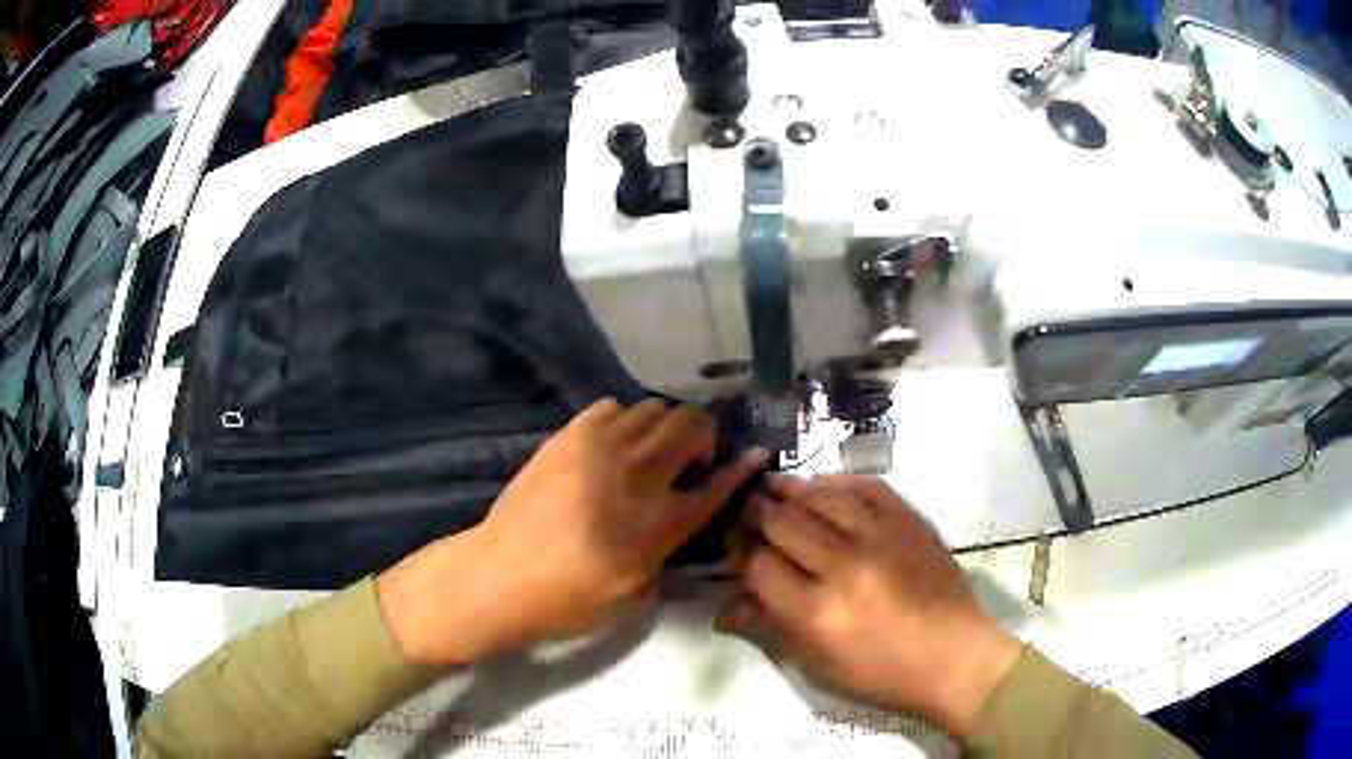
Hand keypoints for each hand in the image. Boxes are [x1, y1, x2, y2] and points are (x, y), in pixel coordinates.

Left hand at [378, 398, 766, 665]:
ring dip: (663, 429)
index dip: (741, 468)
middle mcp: (636, 473)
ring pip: (652, 408)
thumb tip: (677, 523)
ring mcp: (598, 446)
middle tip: (688, 466)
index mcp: (658, 522)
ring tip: (648, 455)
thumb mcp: (634, 594)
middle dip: (703, 438)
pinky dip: (624, 422)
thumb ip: (667, 553)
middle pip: (690, 424)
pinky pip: (611, 407)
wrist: (497, 575)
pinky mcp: (566, 436)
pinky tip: (611, 447)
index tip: (755, 455)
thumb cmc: (568, 598)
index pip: (717, 484)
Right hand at [718, 475, 1020, 737]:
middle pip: (783, 522)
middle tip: (746, 507)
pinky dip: (839, 482)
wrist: (953, 655)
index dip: (738, 550)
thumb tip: (724, 609)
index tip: (732, 543)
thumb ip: (770, 631)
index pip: (758, 565)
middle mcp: (844, 567)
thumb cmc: (881, 674)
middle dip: (756, 512)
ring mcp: (880, 537)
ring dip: (791, 488)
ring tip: (774, 485)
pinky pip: (866, 487)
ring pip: (821, 497)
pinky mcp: (909, 522)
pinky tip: (823, 484)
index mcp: (817, 613)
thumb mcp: (818, 667)